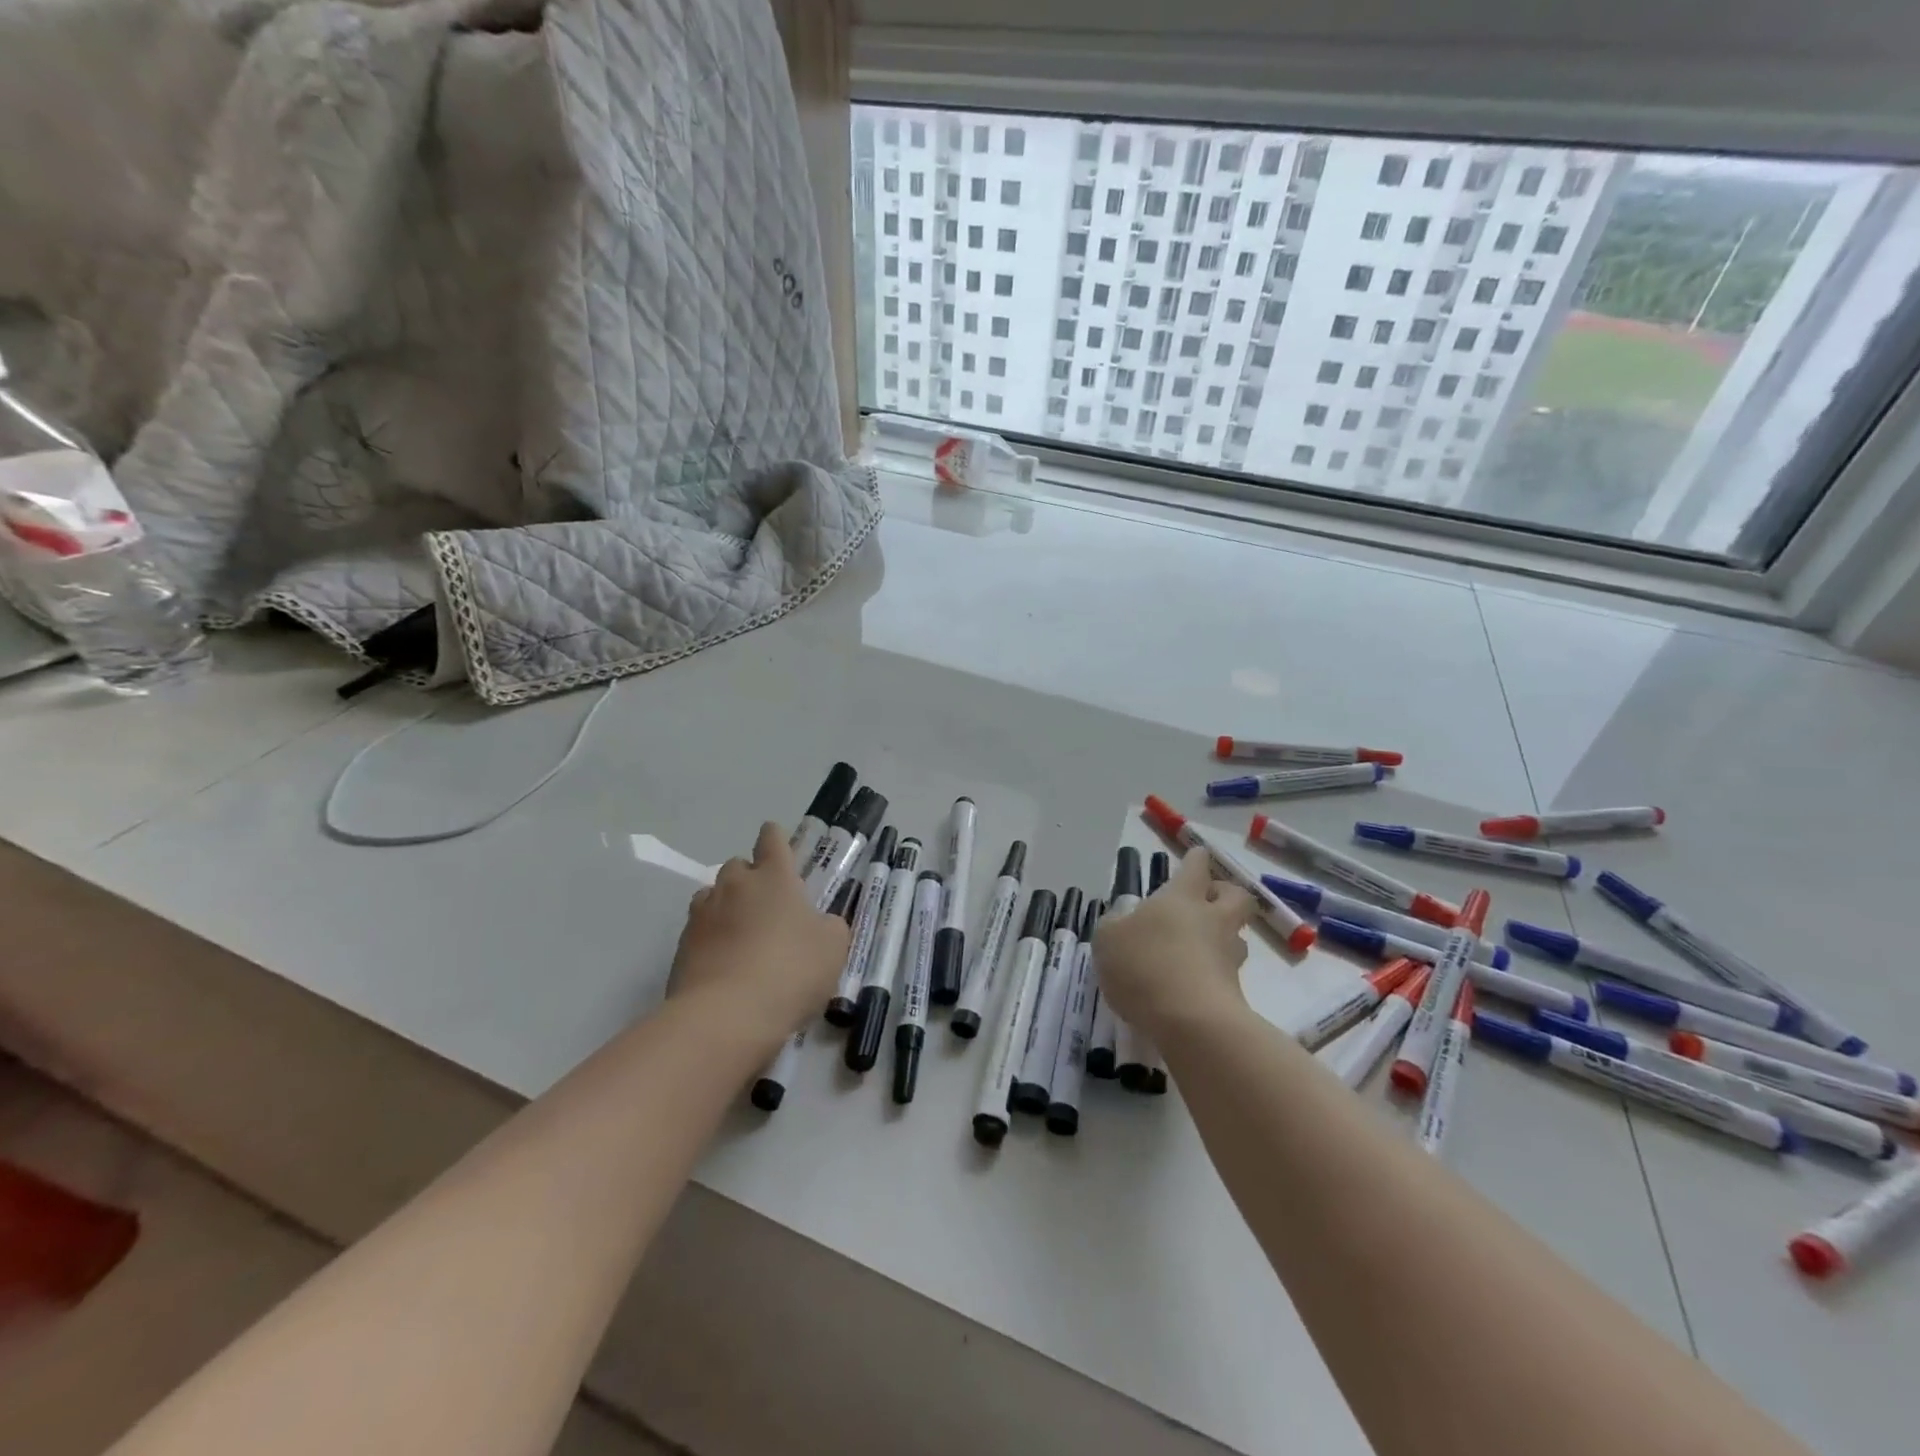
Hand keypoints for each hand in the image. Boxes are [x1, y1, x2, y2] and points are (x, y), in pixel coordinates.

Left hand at [667, 822, 849, 1053]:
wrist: (726, 1016)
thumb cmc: (790, 971)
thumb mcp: (833, 947)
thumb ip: (829, 926)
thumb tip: (818, 924)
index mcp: (774, 876)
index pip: (772, 839)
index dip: (776, 839)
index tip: (780, 848)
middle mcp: (735, 885)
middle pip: (739, 865)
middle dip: (752, 878)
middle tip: (769, 907)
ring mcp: (703, 914)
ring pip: (714, 896)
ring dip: (727, 906)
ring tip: (743, 935)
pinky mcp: (681, 947)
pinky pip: (699, 930)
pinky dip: (712, 939)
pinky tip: (725, 964)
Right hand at [1093, 847, 1253, 1040]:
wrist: (1191, 1022)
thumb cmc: (1145, 965)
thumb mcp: (1108, 939)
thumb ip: (1114, 925)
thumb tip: (1122, 921)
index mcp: (1183, 897)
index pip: (1196, 866)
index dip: (1195, 859)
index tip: (1195, 855)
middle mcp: (1213, 920)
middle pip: (1235, 895)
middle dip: (1225, 893)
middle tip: (1207, 901)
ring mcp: (1229, 957)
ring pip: (1235, 936)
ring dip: (1222, 937)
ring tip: (1198, 950)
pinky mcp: (1235, 992)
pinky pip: (1226, 973)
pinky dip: (1213, 974)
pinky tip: (1191, 986)